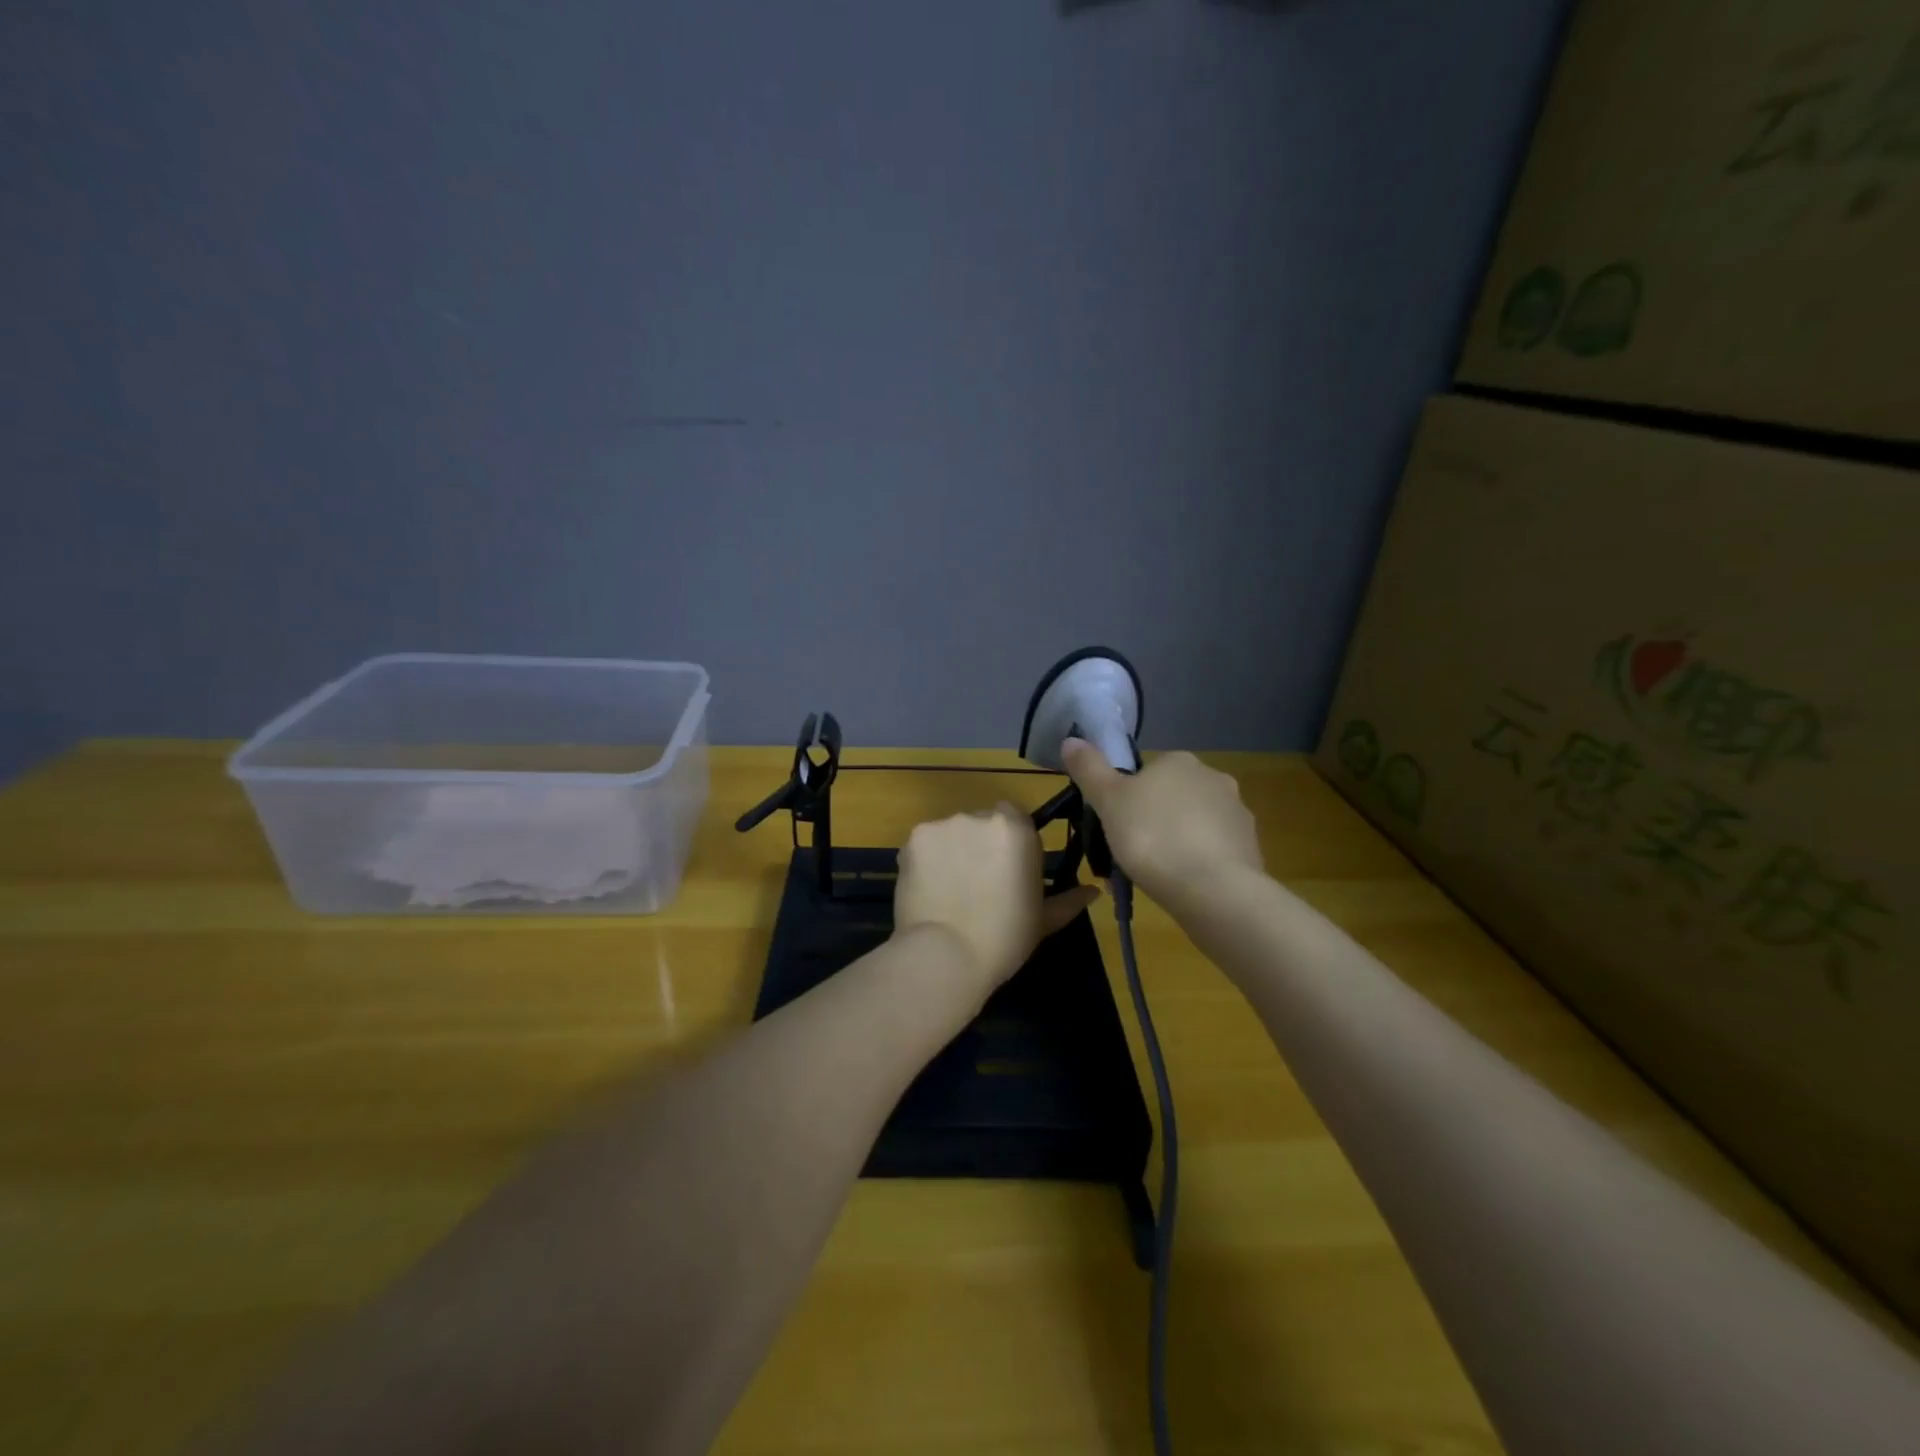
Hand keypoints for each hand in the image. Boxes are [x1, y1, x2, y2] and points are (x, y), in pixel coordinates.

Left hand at [894, 804, 1099, 1000]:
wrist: (946, 954)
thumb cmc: (1004, 938)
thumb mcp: (1043, 920)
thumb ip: (1068, 899)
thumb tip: (1093, 891)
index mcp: (1017, 830)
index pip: (1013, 817)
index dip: (1008, 842)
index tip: (1005, 870)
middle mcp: (981, 817)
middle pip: (980, 822)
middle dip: (978, 844)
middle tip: (975, 883)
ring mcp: (944, 825)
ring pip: (950, 832)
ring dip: (951, 851)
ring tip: (948, 890)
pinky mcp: (914, 838)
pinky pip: (923, 844)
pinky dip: (924, 861)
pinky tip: (926, 889)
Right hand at [1062, 739, 1263, 905]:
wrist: (1212, 889)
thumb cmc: (1151, 837)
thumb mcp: (1108, 801)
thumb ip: (1089, 769)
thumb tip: (1071, 740)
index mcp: (1178, 761)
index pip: (1149, 772)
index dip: (1130, 799)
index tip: (1119, 825)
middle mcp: (1214, 777)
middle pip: (1174, 796)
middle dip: (1157, 818)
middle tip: (1135, 850)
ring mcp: (1238, 812)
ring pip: (1197, 823)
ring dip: (1181, 840)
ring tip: (1159, 873)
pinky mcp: (1252, 847)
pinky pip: (1216, 849)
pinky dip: (1201, 861)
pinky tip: (1186, 884)